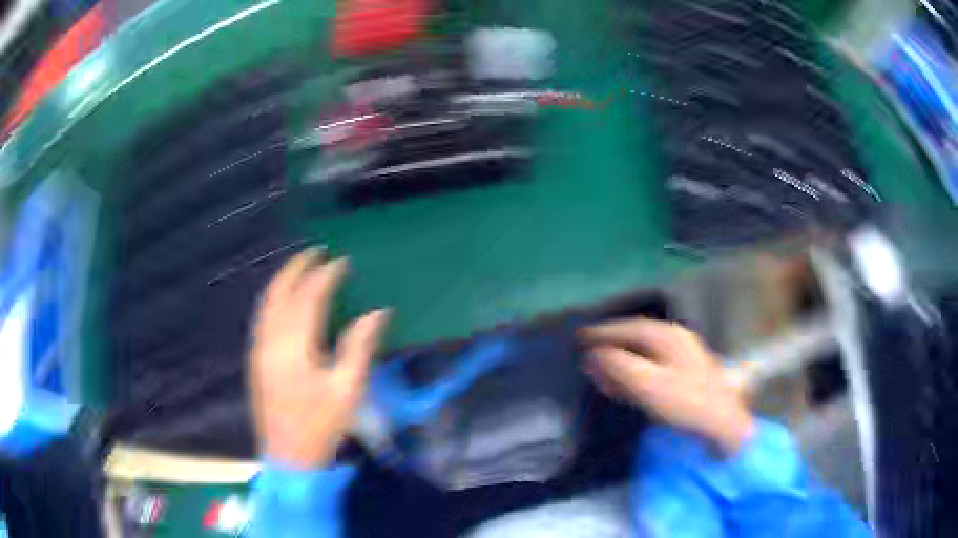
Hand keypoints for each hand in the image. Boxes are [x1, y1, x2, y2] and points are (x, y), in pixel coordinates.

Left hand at [248, 249, 389, 468]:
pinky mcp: (256, 360)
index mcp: (294, 347)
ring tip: (300, 268)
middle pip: (280, 293)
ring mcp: (260, 350)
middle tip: (316, 252)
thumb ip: (359, 347)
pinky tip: (283, 300)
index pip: (309, 298)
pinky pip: (262, 317)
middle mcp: (271, 341)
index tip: (342, 262)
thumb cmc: (322, 425)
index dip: (326, 276)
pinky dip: (273, 299)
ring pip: (267, 303)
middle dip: (297, 268)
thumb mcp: (348, 390)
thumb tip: (377, 312)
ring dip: (282, 281)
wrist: (289, 456)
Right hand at [582, 319, 753, 453]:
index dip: (603, 332)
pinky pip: (652, 365)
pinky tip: (625, 383)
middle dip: (611, 345)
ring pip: (644, 352)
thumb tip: (594, 354)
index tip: (580, 335)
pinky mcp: (685, 373)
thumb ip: (620, 367)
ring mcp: (683, 355)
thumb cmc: (686, 402)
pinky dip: (634, 371)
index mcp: (668, 337)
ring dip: (621, 359)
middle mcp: (676, 340)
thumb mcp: (649, 384)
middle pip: (636, 338)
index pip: (629, 328)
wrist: (722, 423)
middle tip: (586, 353)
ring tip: (601, 368)